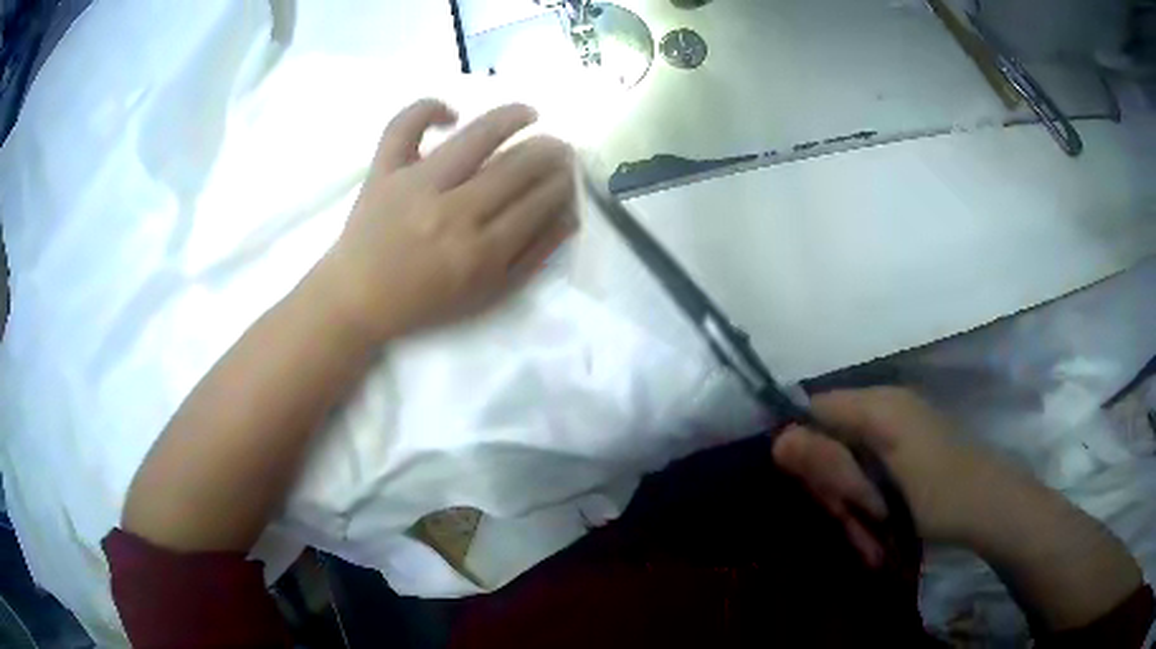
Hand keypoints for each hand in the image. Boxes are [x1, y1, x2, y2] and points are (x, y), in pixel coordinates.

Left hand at [320, 99, 577, 342]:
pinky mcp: (383, 170)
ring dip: (512, 118)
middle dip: (549, 152)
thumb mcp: (487, 294)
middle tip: (559, 147)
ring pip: (476, 136)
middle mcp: (453, 212)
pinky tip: (449, 113)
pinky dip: (426, 109)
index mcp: (481, 252)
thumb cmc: (424, 302)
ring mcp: (415, 185)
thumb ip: (531, 257)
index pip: (538, 202)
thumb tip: (567, 215)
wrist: (356, 300)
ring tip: (530, 113)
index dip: (562, 183)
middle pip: (517, 167)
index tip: (568, 175)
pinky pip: (404, 126)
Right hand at [772, 387, 1010, 565]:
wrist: (990, 510)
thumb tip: (776, 441)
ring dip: (852, 512)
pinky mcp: (901, 464)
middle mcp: (883, 414)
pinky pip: (867, 485)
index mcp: (878, 405)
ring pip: (847, 474)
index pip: (815, 410)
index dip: (805, 446)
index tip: (811, 489)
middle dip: (835, 491)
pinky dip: (867, 515)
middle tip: (853, 521)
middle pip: (830, 446)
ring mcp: (894, 440)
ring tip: (869, 539)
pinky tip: (878, 540)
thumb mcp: (881, 482)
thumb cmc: (940, 493)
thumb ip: (831, 460)